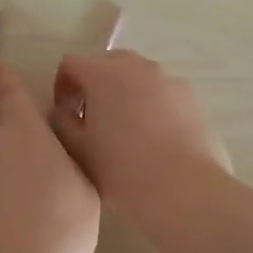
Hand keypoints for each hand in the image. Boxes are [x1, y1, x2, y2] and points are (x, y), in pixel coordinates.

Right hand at [49, 50, 229, 216]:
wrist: (184, 188)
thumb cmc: (122, 170)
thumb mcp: (78, 150)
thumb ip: (62, 122)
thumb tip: (63, 111)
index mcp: (103, 75)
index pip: (71, 63)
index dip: (62, 86)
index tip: (66, 114)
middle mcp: (136, 66)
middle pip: (106, 63)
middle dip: (95, 85)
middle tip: (93, 119)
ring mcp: (167, 78)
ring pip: (137, 76)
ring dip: (125, 93)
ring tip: (126, 130)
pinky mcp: (191, 96)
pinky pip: (161, 91)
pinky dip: (151, 103)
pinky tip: (154, 136)